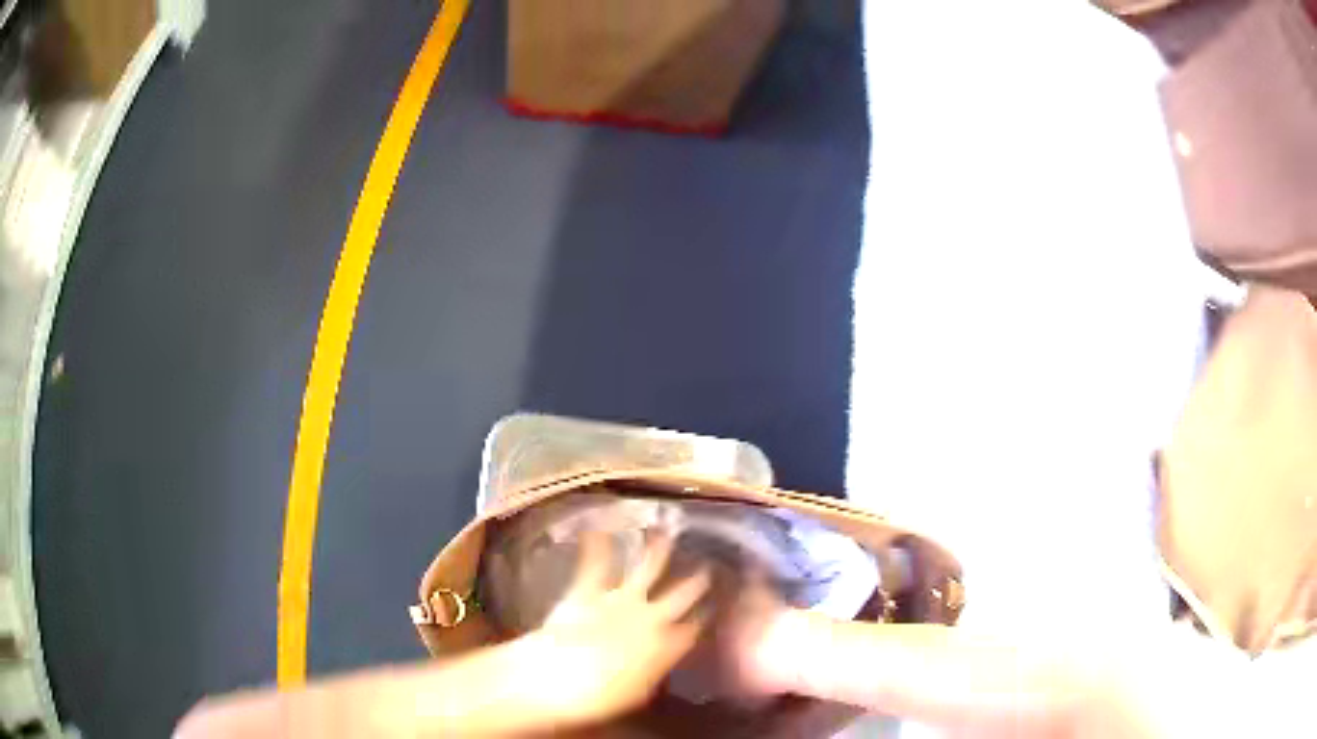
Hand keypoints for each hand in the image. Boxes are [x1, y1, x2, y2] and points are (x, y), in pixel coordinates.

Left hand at [517, 532, 710, 727]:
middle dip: (696, 580)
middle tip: (709, 566)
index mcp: (666, 646)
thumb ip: (655, 670)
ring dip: (658, 550)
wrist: (556, 680)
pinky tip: (597, 527)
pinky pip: (595, 563)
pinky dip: (596, 544)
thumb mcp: (638, 693)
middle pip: (682, 594)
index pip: (695, 627)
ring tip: (667, 532)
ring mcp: (619, 599)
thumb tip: (662, 660)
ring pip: (647, 568)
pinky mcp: (588, 590)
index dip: (706, 616)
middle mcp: (651, 617)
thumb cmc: (600, 698)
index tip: (716, 606)